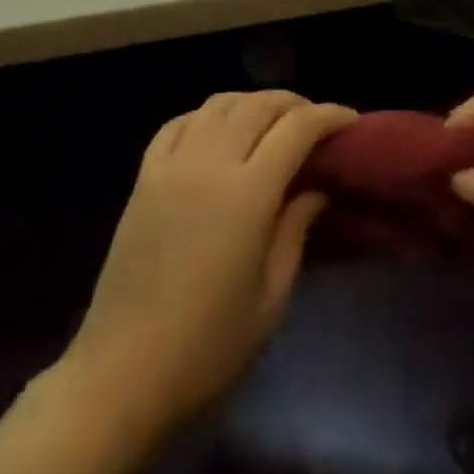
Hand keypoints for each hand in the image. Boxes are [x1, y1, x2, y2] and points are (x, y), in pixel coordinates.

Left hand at [61, 92, 356, 435]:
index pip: (296, 130)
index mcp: (248, 193)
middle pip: (258, 105)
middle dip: (293, 103)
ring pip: (218, 104)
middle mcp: (210, 162)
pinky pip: (178, 123)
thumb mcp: (271, 299)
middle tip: (315, 120)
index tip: (350, 121)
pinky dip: (206, 115)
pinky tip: (217, 129)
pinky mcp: (144, 175)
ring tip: (271, 121)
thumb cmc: (209, 346)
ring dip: (252, 102)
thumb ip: (296, 230)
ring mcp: (172, 164)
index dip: (327, 116)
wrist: (124, 371)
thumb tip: (316, 187)